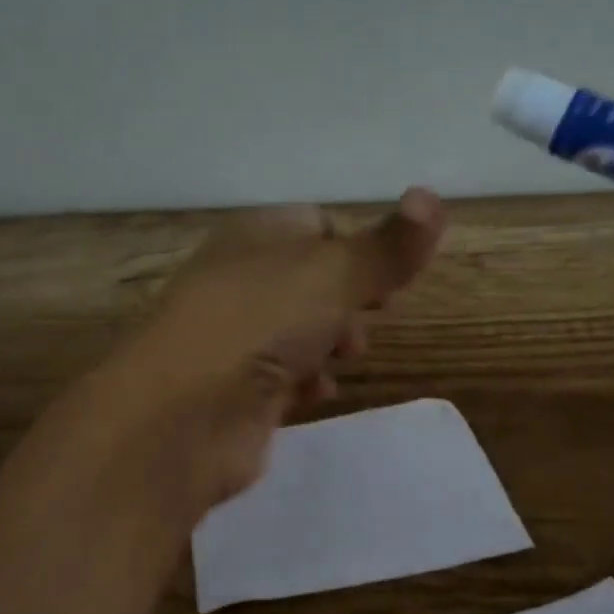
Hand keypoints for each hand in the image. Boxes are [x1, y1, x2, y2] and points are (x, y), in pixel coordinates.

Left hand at [103, 188, 444, 515]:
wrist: (181, 417)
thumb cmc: (259, 326)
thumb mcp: (335, 275)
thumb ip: (387, 246)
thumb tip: (433, 195)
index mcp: (256, 237)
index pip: (317, 225)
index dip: (359, 249)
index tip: (389, 279)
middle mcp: (239, 281)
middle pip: (309, 282)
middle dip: (348, 302)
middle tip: (370, 320)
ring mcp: (232, 338)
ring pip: (295, 330)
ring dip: (328, 343)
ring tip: (345, 359)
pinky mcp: (231, 391)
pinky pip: (279, 377)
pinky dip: (304, 383)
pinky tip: (317, 394)